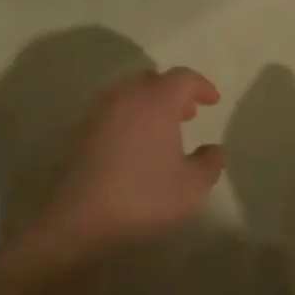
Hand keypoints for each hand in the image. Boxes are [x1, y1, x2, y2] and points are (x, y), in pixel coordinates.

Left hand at [35, 68, 224, 257]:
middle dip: (173, 92)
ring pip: (128, 93)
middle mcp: (126, 96)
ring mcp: (98, 111)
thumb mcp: (192, 186)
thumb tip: (214, 149)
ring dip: (148, 103)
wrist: (80, 217)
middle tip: (187, 114)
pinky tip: (133, 144)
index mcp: (156, 101)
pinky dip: (127, 117)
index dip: (201, 86)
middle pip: (153, 80)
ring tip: (160, 130)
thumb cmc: (144, 197)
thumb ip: (210, 163)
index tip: (212, 101)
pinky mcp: (80, 129)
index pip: (183, 77)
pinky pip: (111, 111)